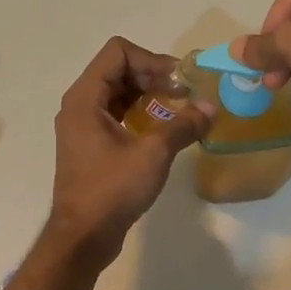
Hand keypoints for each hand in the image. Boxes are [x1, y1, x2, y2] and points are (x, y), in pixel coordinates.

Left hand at [47, 37, 214, 264]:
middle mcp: (80, 105)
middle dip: (153, 75)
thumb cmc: (111, 189)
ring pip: (118, 92)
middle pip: (118, 69)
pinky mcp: (91, 144)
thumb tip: (211, 108)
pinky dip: (140, 113)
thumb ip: (183, 125)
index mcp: (85, 98)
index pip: (118, 52)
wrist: (83, 237)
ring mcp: (83, 125)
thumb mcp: (153, 153)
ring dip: (149, 94)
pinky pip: (116, 113)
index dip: (151, 59)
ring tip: (179, 109)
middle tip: (184, 93)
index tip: (177, 82)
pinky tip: (163, 129)